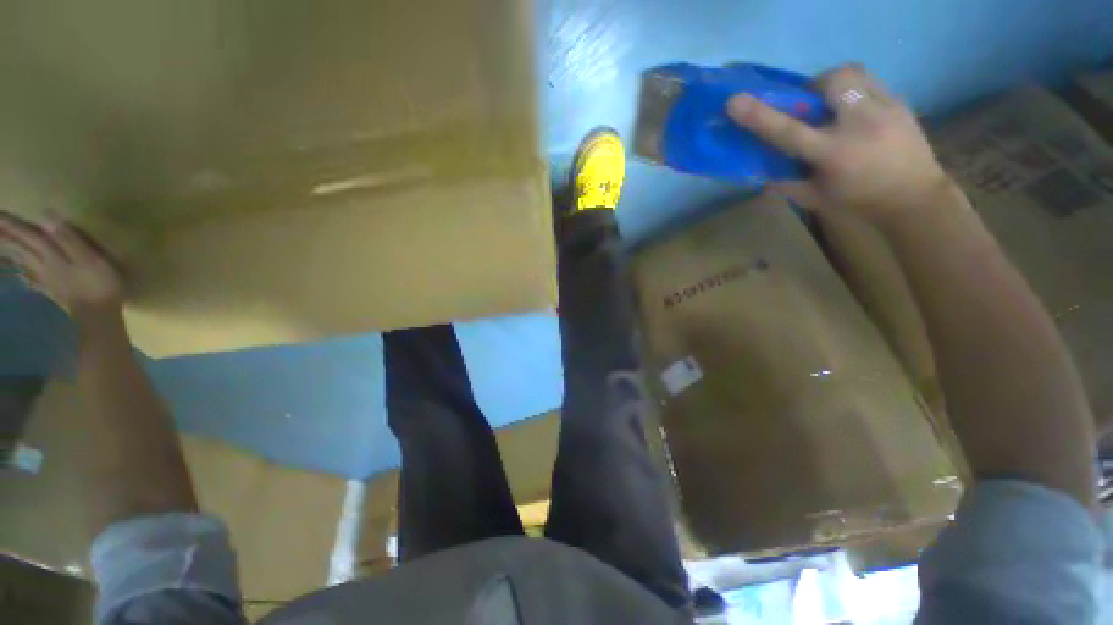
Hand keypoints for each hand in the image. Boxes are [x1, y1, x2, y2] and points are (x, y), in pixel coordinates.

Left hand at [0, 211, 124, 317]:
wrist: (99, 315)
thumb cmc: (100, 283)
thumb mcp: (90, 257)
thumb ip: (69, 238)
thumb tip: (46, 214)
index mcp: (52, 255)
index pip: (29, 235)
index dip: (14, 225)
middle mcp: (43, 264)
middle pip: (21, 248)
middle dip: (6, 237)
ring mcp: (46, 278)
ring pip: (21, 261)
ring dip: (9, 252)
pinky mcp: (51, 289)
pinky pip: (29, 278)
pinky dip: (20, 273)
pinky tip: (17, 273)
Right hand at [728, 64, 953, 226]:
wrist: (915, 198)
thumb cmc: (858, 202)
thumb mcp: (815, 199)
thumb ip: (786, 184)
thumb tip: (761, 173)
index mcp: (833, 154)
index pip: (788, 131)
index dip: (759, 116)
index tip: (735, 102)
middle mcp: (859, 124)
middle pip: (831, 82)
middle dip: (814, 87)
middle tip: (810, 104)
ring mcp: (885, 108)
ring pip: (854, 73)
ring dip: (835, 84)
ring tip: (833, 104)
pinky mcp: (901, 102)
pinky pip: (871, 81)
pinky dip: (856, 90)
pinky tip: (855, 112)